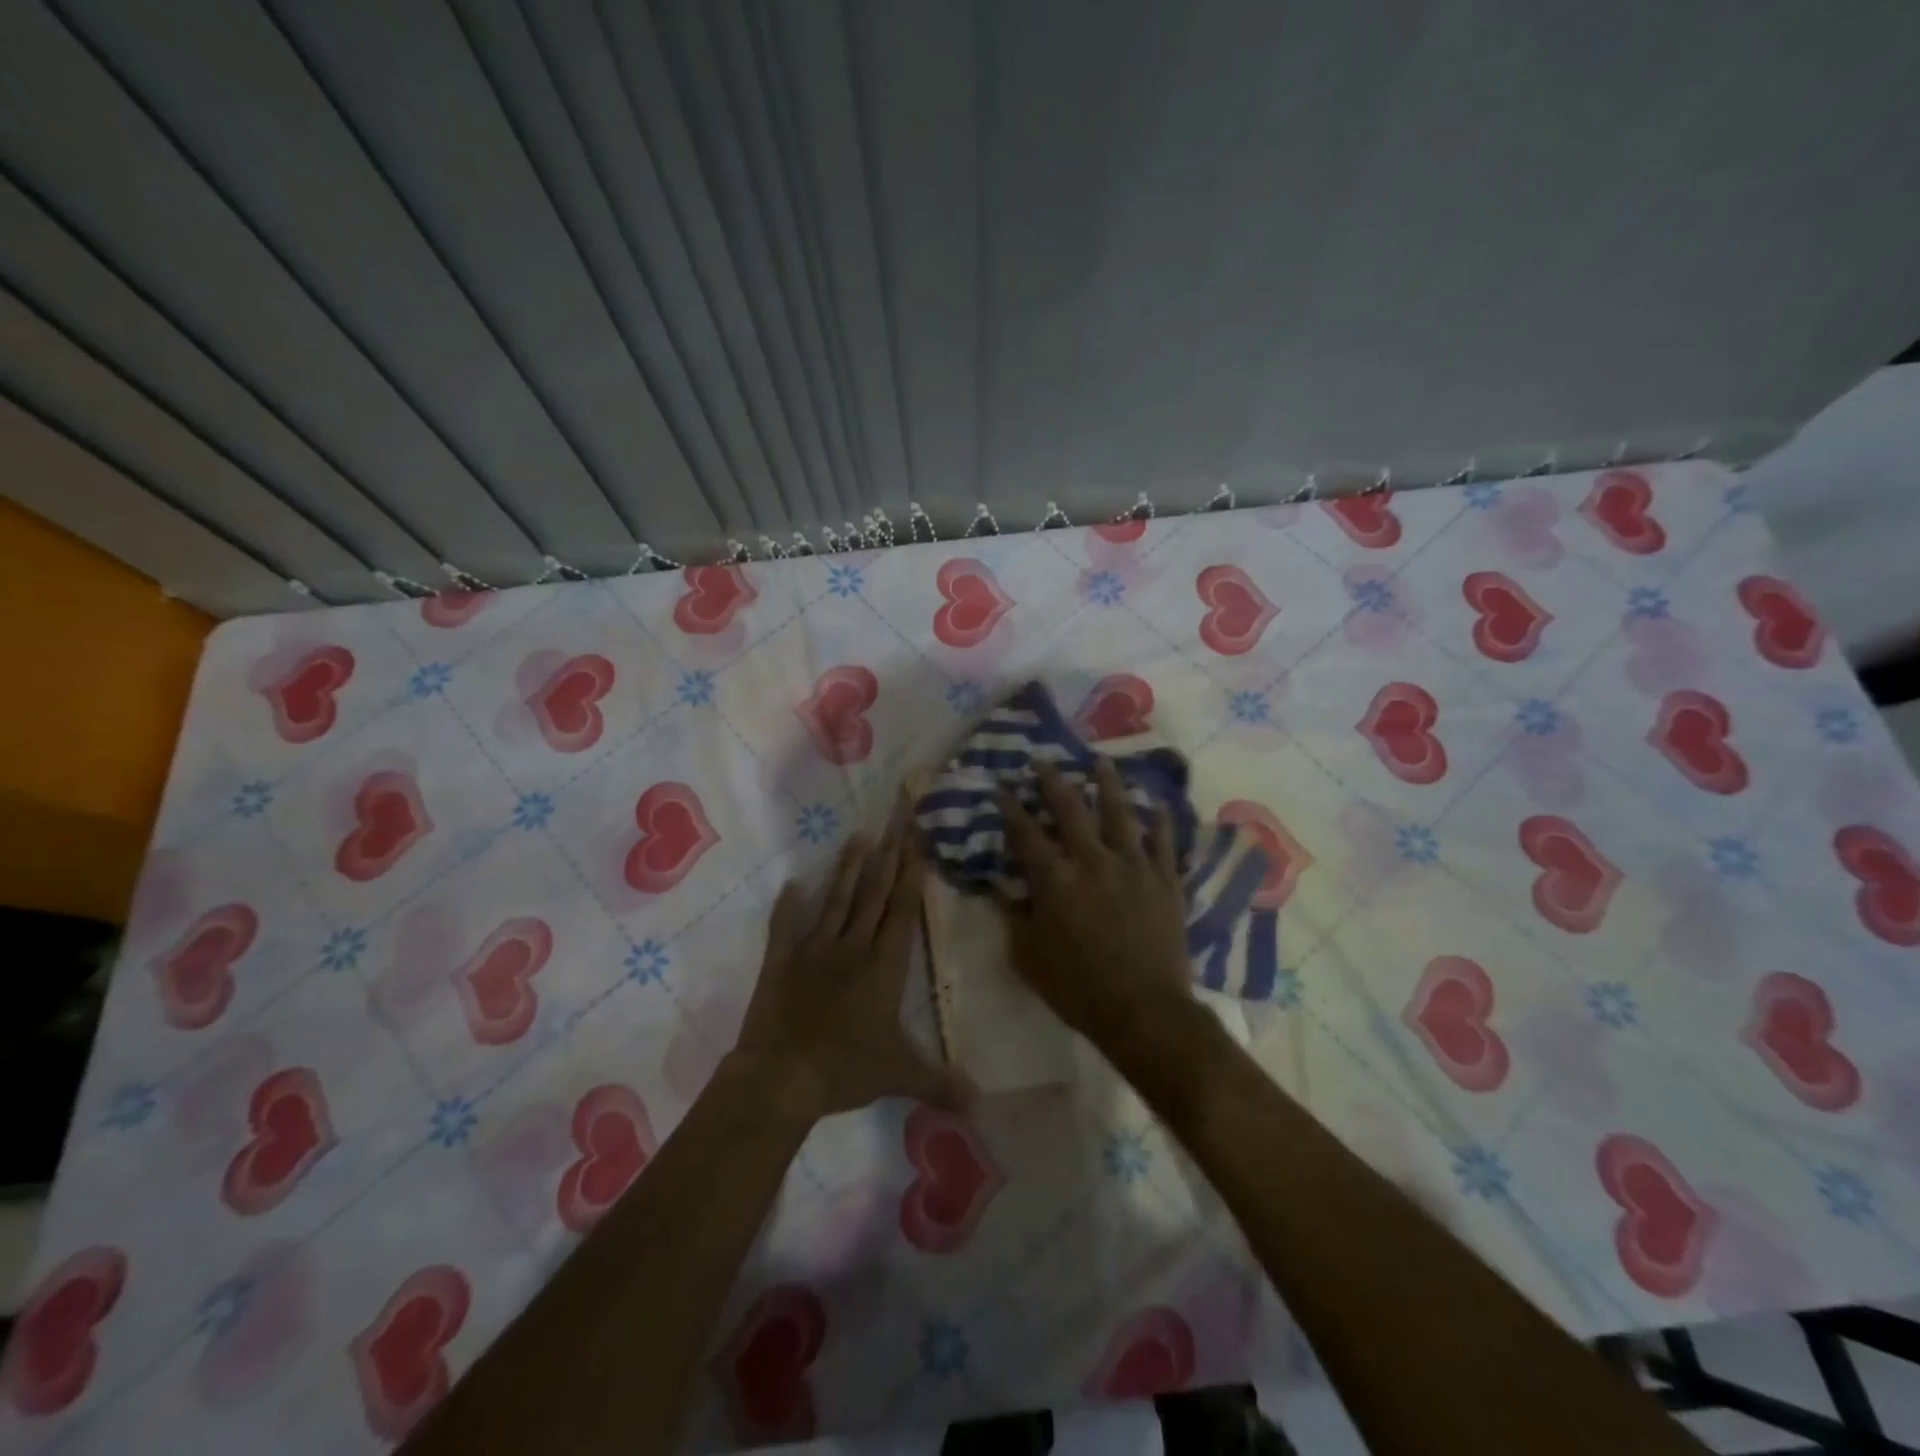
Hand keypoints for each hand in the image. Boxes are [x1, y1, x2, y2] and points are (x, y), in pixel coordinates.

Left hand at [732, 797, 964, 1122]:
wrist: (782, 1077)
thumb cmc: (845, 1070)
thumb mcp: (899, 1075)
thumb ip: (940, 1082)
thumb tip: (981, 1103)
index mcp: (884, 966)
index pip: (902, 911)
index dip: (911, 876)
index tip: (916, 844)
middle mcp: (853, 947)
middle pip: (874, 894)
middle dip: (889, 857)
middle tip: (896, 822)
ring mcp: (815, 950)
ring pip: (837, 900)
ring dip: (848, 868)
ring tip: (859, 836)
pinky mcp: (781, 960)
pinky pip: (785, 925)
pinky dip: (789, 904)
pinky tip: (792, 882)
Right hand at [996, 759, 1195, 1053]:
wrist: (1144, 1011)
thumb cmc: (1078, 989)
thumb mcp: (1029, 958)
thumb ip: (1014, 918)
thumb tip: (1002, 889)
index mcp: (1055, 880)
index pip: (1026, 835)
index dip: (1011, 810)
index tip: (1003, 789)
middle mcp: (1093, 861)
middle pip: (1071, 810)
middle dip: (1054, 783)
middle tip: (1045, 762)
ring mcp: (1133, 866)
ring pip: (1120, 813)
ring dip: (1108, 785)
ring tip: (1102, 762)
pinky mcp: (1165, 879)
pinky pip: (1163, 841)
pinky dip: (1160, 820)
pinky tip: (1156, 803)